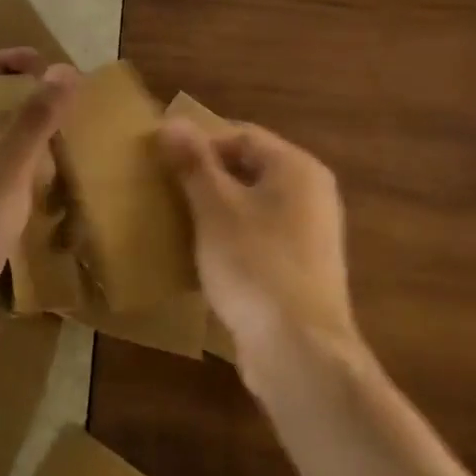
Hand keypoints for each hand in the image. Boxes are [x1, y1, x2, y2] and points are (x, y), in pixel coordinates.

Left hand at [0, 48, 76, 382]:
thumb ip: (33, 122)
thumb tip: (65, 70)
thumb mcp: (3, 172)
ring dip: (27, 145)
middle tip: (60, 103)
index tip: (39, 61)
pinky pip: (5, 195)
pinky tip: (58, 196)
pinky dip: (30, 186)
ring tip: (67, 143)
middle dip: (18, 103)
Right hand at [156, 118, 361, 392]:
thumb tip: (172, 122)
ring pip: (253, 206)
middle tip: (166, 188)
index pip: (242, 136)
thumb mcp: (215, 207)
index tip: (164, 159)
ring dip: (216, 210)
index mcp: (297, 168)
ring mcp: (311, 236)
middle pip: (249, 169)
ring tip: (178, 220)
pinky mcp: (302, 272)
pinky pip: (260, 239)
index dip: (201, 142)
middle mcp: (312, 194)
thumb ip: (194, 163)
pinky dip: (232, 239)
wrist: (300, 353)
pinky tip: (203, 257)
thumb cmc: (255, 264)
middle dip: (206, 176)